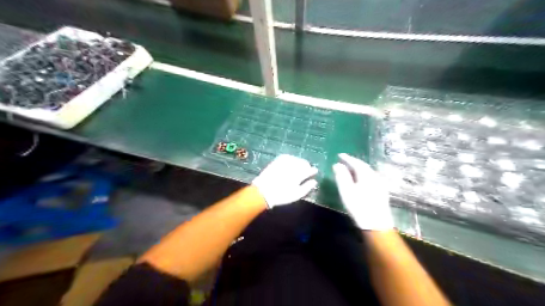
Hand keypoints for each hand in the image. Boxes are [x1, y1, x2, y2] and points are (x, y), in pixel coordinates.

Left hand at [253, 155, 317, 207]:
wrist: (263, 191)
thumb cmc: (281, 195)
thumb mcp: (296, 195)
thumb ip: (307, 187)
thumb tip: (314, 181)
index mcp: (298, 175)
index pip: (309, 170)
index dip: (313, 171)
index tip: (314, 172)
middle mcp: (293, 166)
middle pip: (304, 163)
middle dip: (306, 166)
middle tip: (306, 171)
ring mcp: (285, 162)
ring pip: (297, 159)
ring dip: (300, 163)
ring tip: (299, 168)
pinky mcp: (278, 160)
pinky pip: (288, 157)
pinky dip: (292, 160)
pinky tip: (291, 164)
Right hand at [330, 154, 394, 230]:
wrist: (377, 224)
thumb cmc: (359, 207)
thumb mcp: (346, 191)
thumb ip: (341, 176)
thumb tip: (337, 164)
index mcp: (366, 175)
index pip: (356, 162)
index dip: (347, 158)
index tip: (339, 155)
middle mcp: (375, 176)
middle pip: (363, 166)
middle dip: (353, 162)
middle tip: (344, 161)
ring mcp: (380, 184)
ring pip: (368, 172)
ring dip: (358, 169)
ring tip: (349, 169)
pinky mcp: (381, 191)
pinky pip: (370, 177)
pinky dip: (363, 175)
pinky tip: (359, 179)